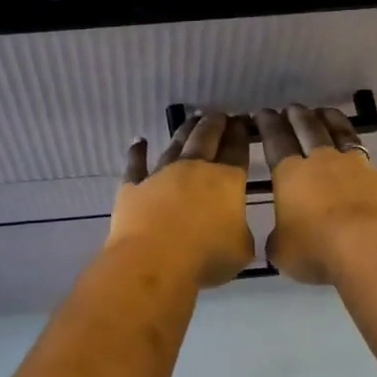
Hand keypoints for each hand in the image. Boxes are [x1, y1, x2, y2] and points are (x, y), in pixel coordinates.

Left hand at [107, 112, 254, 287]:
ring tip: (193, 118)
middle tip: (220, 114)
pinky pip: (136, 164)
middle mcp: (194, 168)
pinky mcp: (134, 186)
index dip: (240, 134)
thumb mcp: (241, 249)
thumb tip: (235, 227)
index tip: (243, 121)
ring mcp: (161, 174)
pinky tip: (138, 140)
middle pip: (206, 138)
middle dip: (216, 124)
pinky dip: (137, 151)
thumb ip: (241, 232)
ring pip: (175, 144)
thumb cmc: (206, 257)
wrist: (154, 261)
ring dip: (185, 130)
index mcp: (227, 180)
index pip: (237, 149)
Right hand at [255, 105, 376, 284]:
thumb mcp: (282, 251)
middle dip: (299, 117)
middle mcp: (325, 162)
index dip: (268, 126)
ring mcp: (361, 168)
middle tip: (293, 108)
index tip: (263, 113)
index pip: (276, 141)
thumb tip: (281, 239)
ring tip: (328, 113)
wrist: (369, 249)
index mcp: (292, 174)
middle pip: (310, 130)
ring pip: (347, 136)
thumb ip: (278, 240)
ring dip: (336, 122)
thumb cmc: (316, 250)